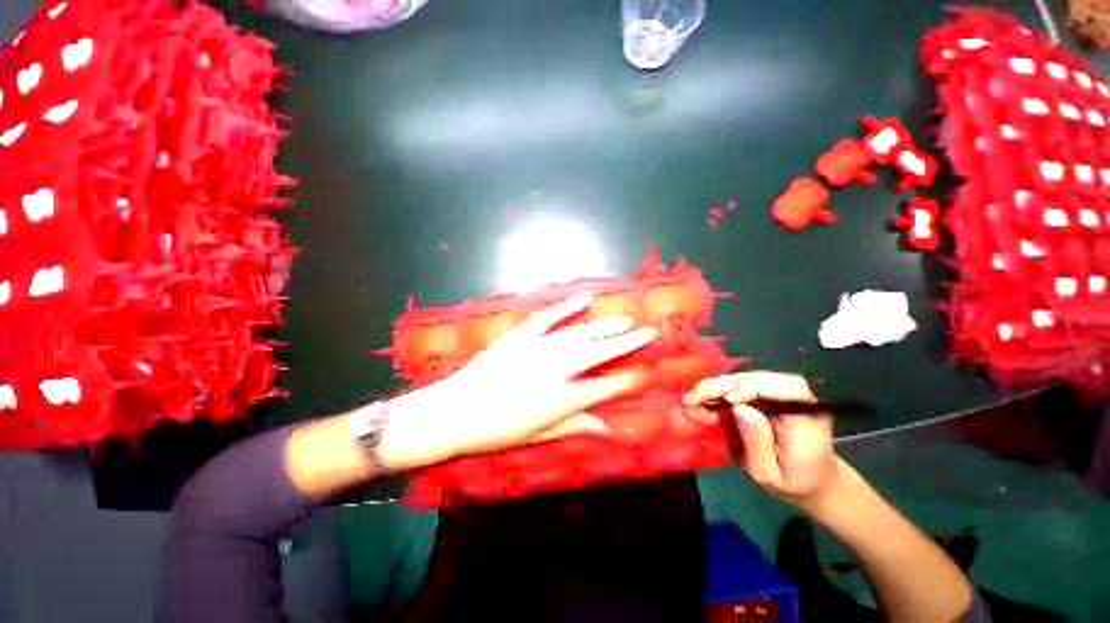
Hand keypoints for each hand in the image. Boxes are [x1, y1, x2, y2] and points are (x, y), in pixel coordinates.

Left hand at [381, 294, 656, 469]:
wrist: (455, 412)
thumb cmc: (498, 431)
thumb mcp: (540, 435)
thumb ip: (576, 427)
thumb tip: (609, 429)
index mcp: (561, 400)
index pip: (604, 388)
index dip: (625, 381)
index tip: (643, 373)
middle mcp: (555, 371)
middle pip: (598, 353)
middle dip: (626, 342)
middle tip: (647, 331)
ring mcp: (538, 349)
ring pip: (579, 334)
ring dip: (605, 325)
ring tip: (626, 319)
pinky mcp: (521, 336)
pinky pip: (548, 318)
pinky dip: (567, 308)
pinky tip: (584, 300)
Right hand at [684, 372, 839, 508]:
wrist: (812, 479)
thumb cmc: (792, 483)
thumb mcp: (770, 474)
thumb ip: (757, 443)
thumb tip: (739, 407)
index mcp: (808, 419)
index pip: (789, 388)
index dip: (757, 387)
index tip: (729, 399)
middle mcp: (797, 398)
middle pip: (759, 378)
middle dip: (723, 386)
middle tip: (693, 399)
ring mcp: (781, 393)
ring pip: (745, 379)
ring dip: (716, 387)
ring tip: (692, 402)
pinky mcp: (767, 393)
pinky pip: (740, 385)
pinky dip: (718, 391)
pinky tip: (702, 403)